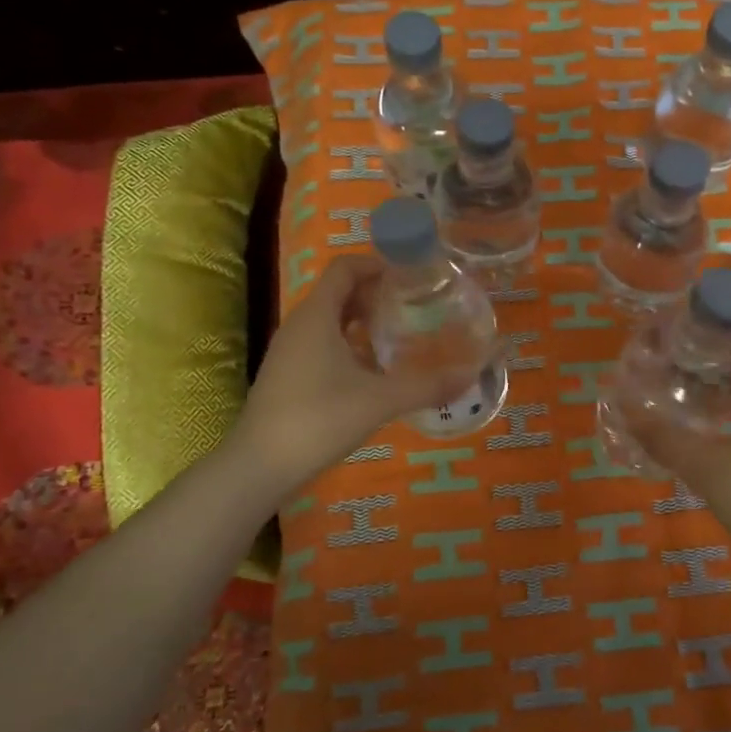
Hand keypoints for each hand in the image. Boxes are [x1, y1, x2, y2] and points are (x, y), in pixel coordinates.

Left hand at [234, 255, 471, 493]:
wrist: (260, 466)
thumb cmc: (318, 419)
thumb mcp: (379, 401)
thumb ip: (426, 386)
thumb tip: (470, 375)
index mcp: (316, 316)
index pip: (345, 268)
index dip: (377, 264)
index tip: (412, 276)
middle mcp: (299, 326)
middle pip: (339, 292)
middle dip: (376, 294)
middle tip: (415, 305)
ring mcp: (290, 352)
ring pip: (331, 321)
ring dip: (364, 321)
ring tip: (401, 334)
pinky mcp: (289, 376)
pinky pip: (323, 344)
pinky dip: (351, 345)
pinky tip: (375, 370)